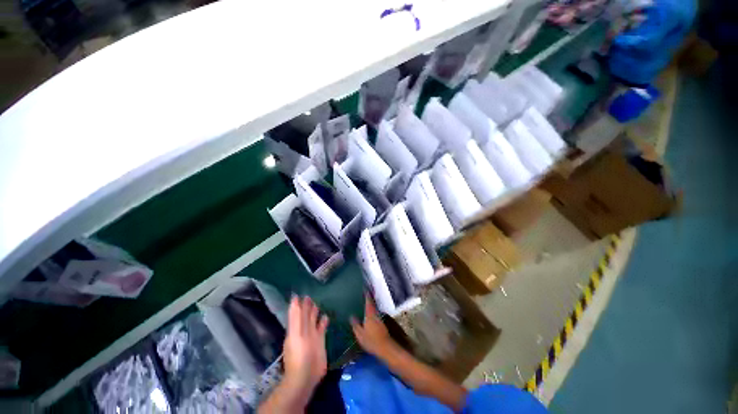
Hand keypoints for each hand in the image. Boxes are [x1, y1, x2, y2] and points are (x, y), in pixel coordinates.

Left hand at [283, 296, 328, 395]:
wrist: (306, 376)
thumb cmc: (299, 354)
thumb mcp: (296, 333)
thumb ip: (296, 316)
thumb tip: (295, 299)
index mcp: (295, 329)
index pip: (297, 313)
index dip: (299, 304)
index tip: (302, 294)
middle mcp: (303, 331)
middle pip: (306, 316)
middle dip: (308, 307)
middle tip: (311, 296)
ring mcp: (312, 336)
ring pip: (313, 321)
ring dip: (315, 313)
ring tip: (318, 304)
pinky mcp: (320, 341)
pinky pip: (321, 328)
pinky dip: (323, 322)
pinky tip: (326, 317)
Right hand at [350, 294, 395, 357]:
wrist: (385, 347)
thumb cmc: (371, 340)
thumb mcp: (360, 334)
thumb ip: (355, 324)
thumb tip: (351, 316)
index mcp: (370, 314)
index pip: (368, 301)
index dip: (366, 294)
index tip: (364, 288)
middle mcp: (375, 313)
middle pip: (372, 303)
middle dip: (368, 298)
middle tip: (363, 294)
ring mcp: (379, 318)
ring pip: (374, 308)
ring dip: (370, 304)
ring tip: (364, 302)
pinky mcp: (381, 323)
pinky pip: (375, 313)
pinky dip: (371, 310)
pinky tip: (368, 314)